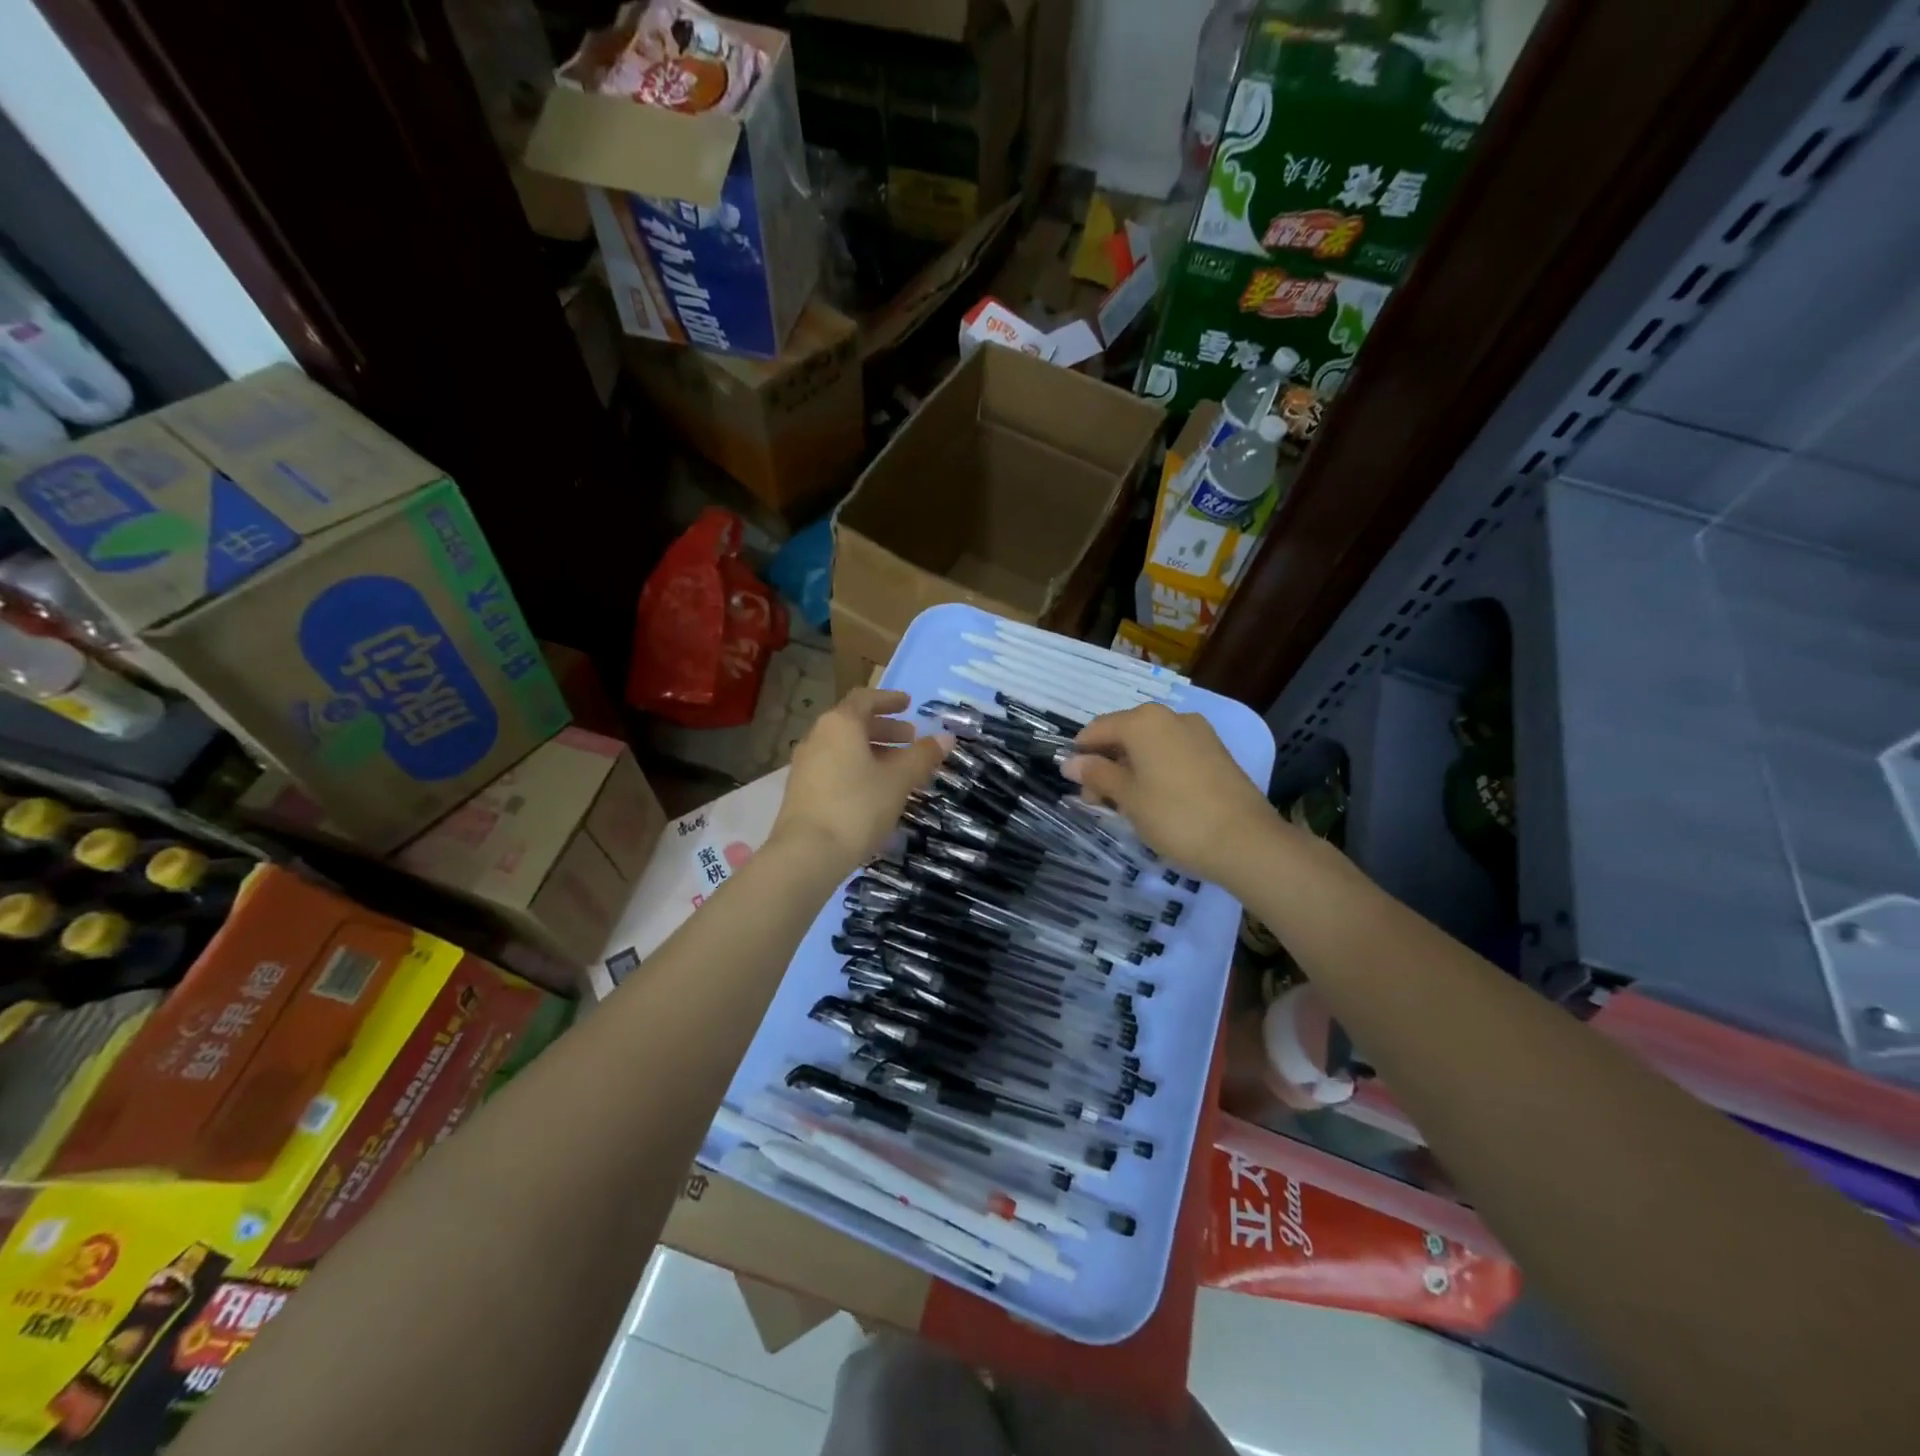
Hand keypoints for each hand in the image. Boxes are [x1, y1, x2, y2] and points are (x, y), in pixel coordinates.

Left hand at [772, 689, 952, 873]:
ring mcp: (805, 764)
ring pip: (843, 747)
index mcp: (840, 724)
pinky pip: (834, 766)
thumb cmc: (858, 807)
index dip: (889, 699)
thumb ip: (922, 756)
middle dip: (885, 728)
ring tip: (898, 768)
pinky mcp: (801, 789)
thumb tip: (946, 737)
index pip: (865, 699)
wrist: (807, 853)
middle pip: (853, 723)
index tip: (909, 704)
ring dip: (872, 751)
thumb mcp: (898, 781)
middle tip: (910, 739)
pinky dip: (857, 767)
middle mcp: (818, 736)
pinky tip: (874, 791)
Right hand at [1062, 703, 1276, 883]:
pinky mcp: (1217, 753)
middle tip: (1098, 802)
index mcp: (1144, 721)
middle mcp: (1171, 717)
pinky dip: (1157, 770)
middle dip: (1107, 764)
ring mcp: (1199, 733)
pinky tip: (1156, 800)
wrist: (1246, 841)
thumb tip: (1070, 762)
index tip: (1073, 783)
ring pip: (1151, 745)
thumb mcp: (1127, 798)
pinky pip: (1174, 753)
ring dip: (1131, 769)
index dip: (1080, 754)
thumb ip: (1097, 774)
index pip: (1098, 729)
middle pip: (1125, 734)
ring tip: (1127, 806)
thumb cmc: (1175, 816)